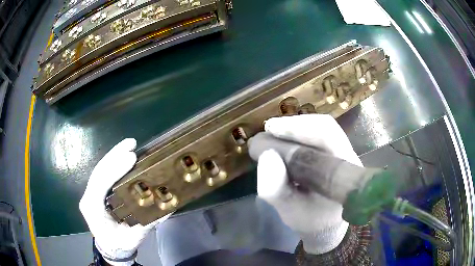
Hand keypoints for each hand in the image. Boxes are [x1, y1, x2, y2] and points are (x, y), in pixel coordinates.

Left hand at [79, 139, 168, 265]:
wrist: (110, 247)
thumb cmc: (120, 243)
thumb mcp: (134, 238)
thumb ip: (147, 223)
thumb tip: (166, 208)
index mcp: (93, 210)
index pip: (100, 184)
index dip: (114, 169)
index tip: (131, 158)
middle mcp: (89, 197)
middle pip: (99, 171)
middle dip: (114, 156)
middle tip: (131, 144)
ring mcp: (91, 192)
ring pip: (100, 169)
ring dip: (114, 155)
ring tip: (130, 144)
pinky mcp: (96, 190)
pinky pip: (103, 173)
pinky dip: (113, 162)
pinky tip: (123, 154)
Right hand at [248, 114, 362, 254]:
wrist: (326, 223)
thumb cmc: (311, 219)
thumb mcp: (290, 211)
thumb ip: (276, 190)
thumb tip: (267, 155)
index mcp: (344, 173)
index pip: (327, 138)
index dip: (298, 130)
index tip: (271, 130)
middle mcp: (348, 157)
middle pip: (325, 127)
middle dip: (294, 126)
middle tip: (268, 130)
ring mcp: (344, 152)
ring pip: (322, 128)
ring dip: (295, 128)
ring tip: (272, 133)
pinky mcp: (335, 152)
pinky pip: (318, 135)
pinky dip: (298, 134)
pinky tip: (283, 140)